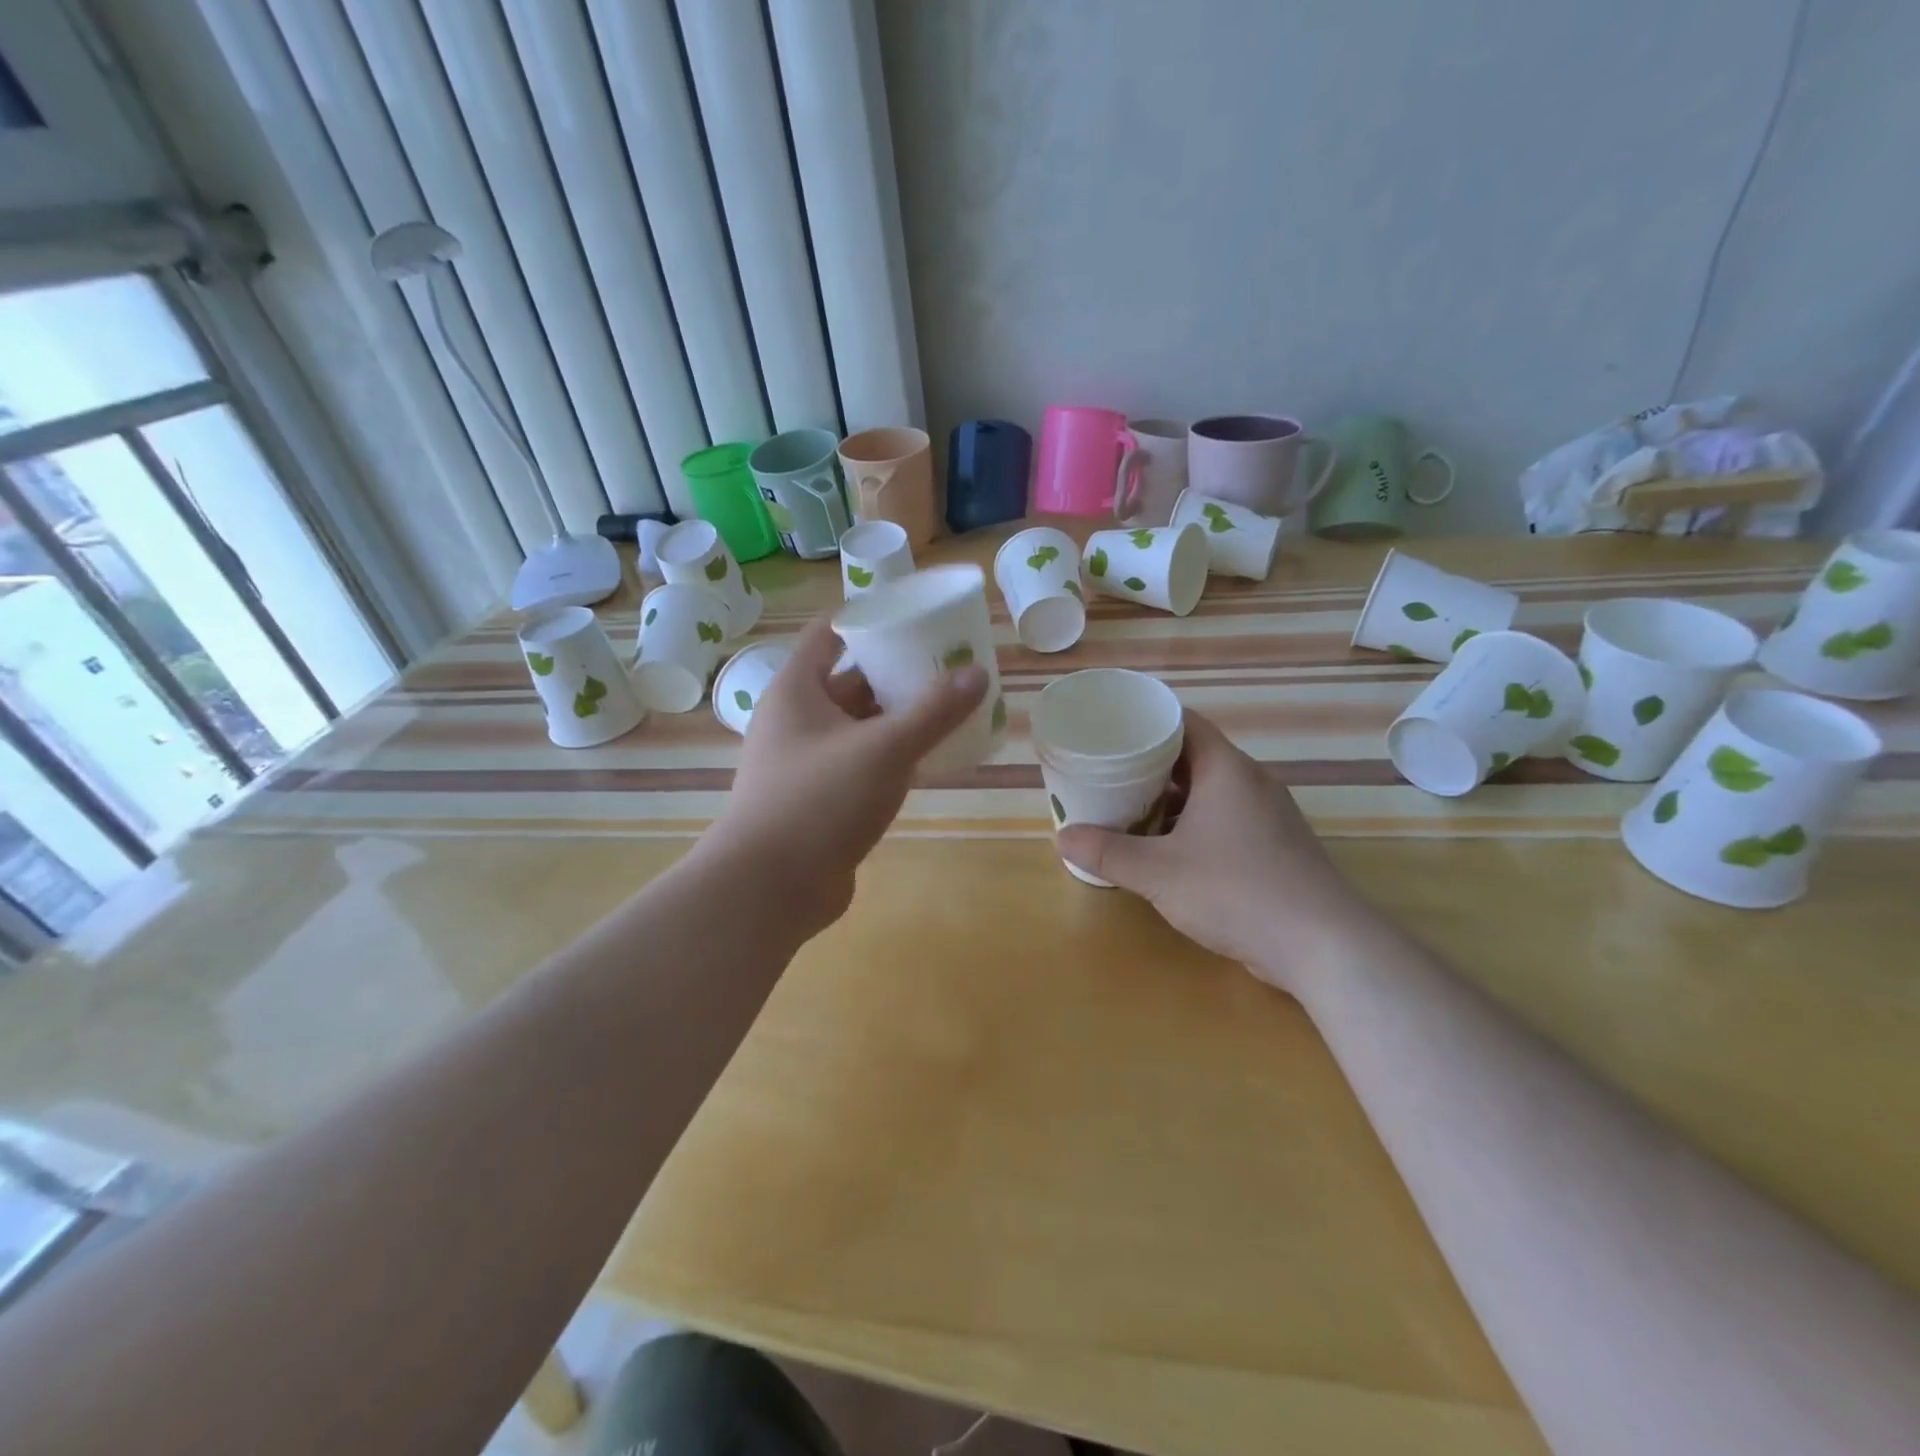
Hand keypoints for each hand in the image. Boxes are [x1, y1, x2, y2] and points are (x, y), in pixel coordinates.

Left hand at [700, 615, 987, 937]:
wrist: (771, 887)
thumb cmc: (820, 800)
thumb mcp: (885, 748)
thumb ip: (934, 711)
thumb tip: (978, 673)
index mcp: (798, 690)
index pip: (830, 634)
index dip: (869, 619)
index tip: (915, 617)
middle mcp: (796, 719)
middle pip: (850, 679)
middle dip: (896, 671)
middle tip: (946, 664)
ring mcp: (806, 761)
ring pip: (858, 724)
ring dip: (897, 715)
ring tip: (948, 705)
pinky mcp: (819, 798)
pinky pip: (860, 761)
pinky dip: (890, 754)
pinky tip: (928, 756)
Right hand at [1055, 711, 1372, 992]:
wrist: (1324, 946)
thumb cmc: (1236, 891)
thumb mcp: (1159, 873)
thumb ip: (1108, 853)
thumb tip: (1063, 837)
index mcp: (1226, 770)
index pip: (1183, 723)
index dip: (1146, 722)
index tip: (1110, 731)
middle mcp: (1251, 783)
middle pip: (1193, 757)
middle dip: (1149, 765)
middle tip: (1107, 773)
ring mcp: (1268, 816)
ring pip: (1210, 791)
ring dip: (1171, 799)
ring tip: (1128, 809)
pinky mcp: (1276, 847)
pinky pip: (1226, 819)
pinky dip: (1193, 824)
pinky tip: (1167, 849)